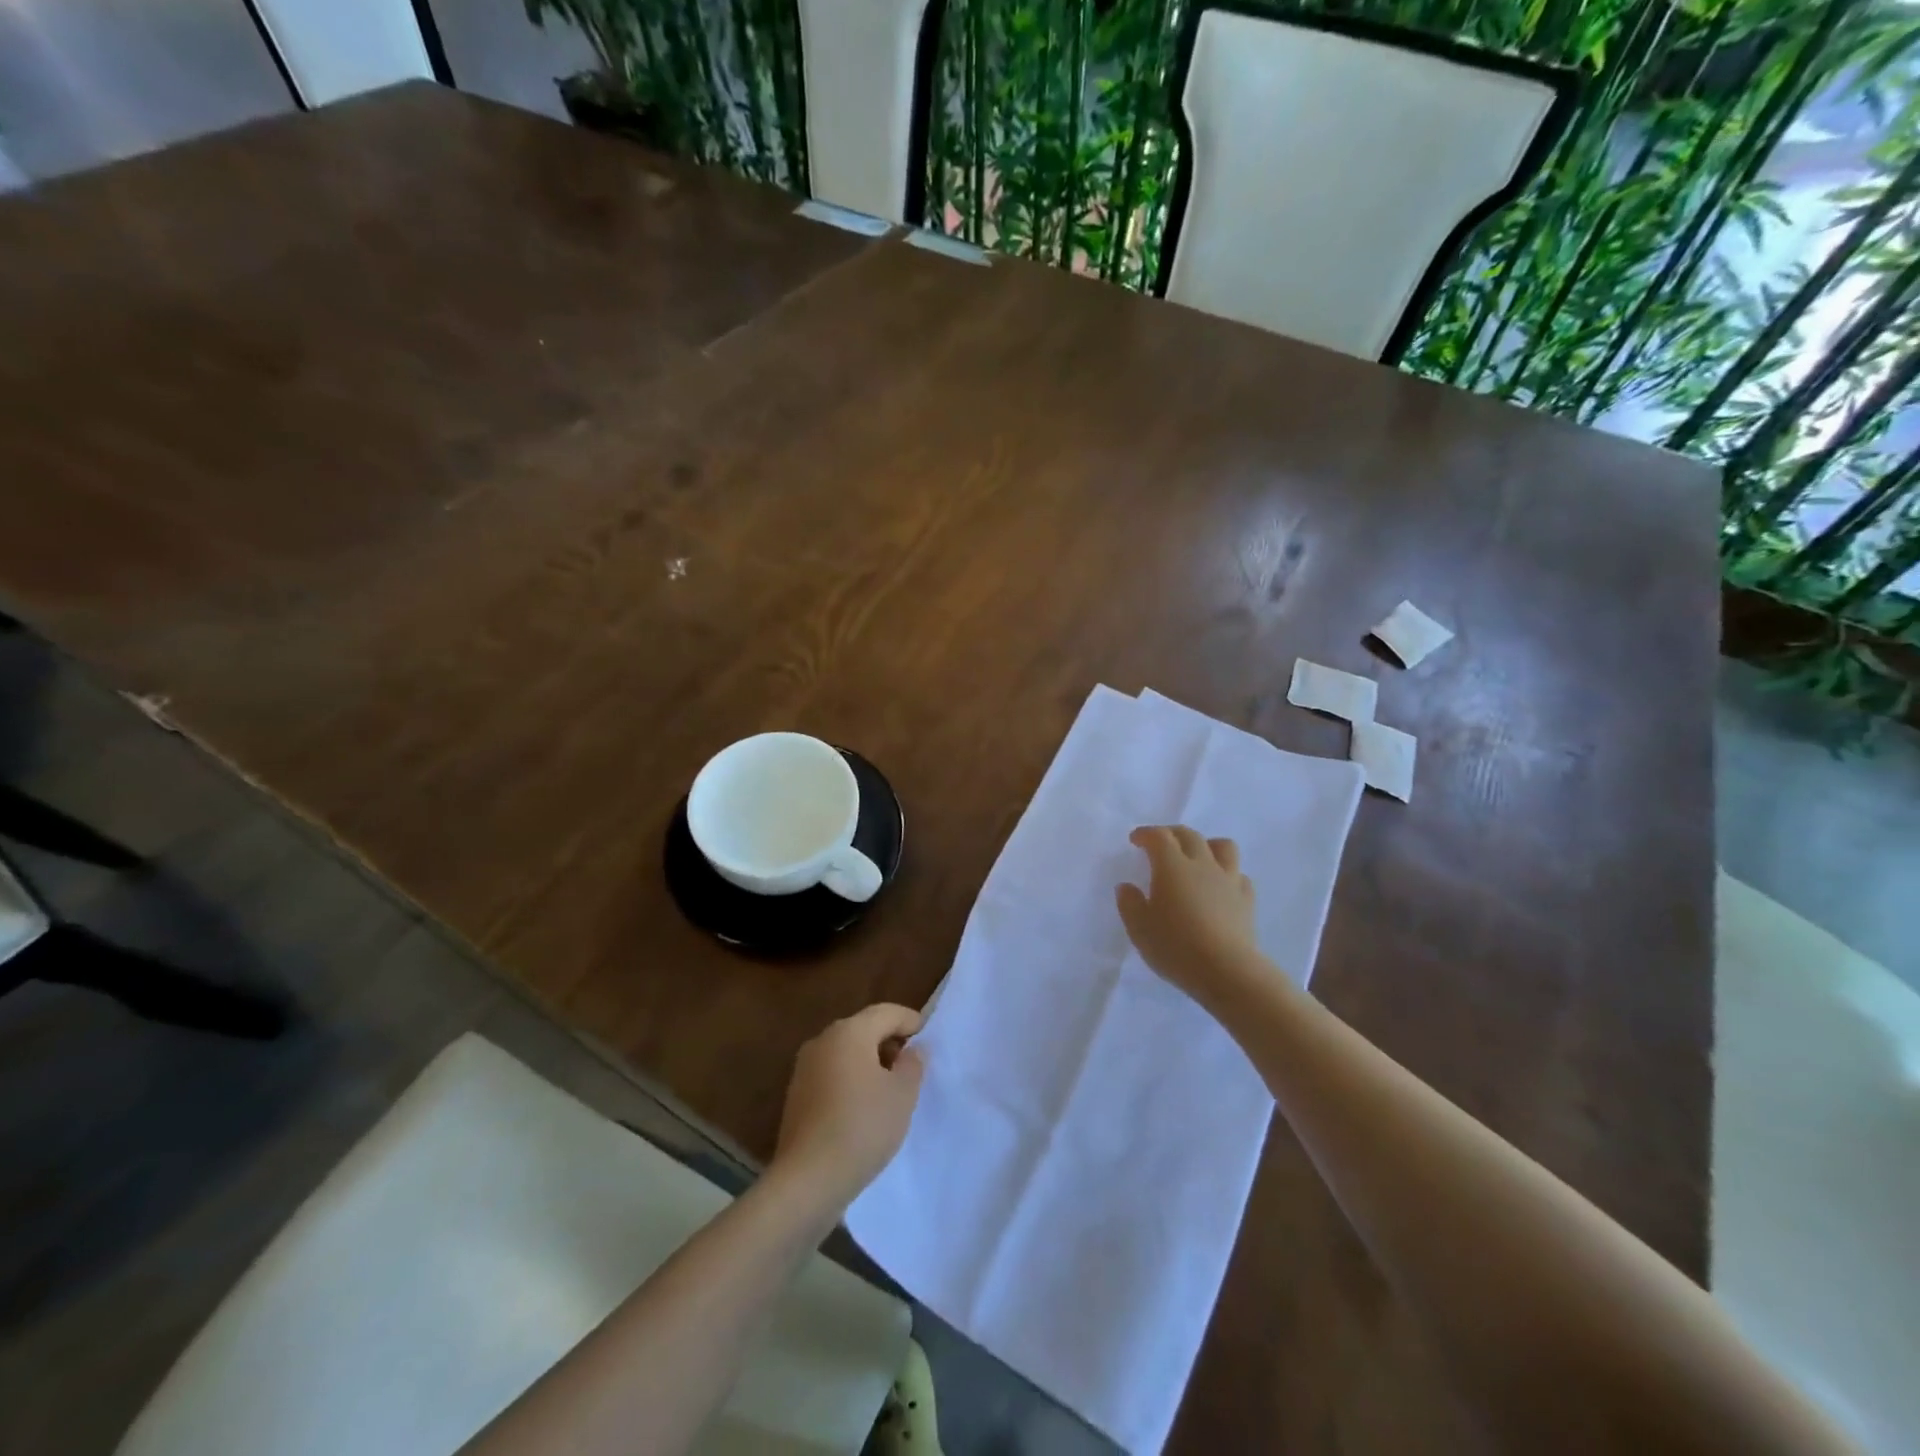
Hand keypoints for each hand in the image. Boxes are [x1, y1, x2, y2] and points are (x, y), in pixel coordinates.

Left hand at [772, 1003, 924, 1212]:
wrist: (808, 1179)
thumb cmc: (863, 1127)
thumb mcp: (902, 1095)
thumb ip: (913, 1065)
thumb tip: (911, 1050)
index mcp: (849, 1032)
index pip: (886, 1013)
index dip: (910, 1021)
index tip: (928, 1038)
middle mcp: (822, 1041)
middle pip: (864, 1029)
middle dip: (890, 1042)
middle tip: (912, 1066)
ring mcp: (804, 1068)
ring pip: (846, 1053)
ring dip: (870, 1063)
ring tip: (891, 1090)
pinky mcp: (797, 1095)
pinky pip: (832, 1074)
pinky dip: (852, 1080)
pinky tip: (865, 1108)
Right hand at [1116, 825, 1267, 1008]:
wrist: (1227, 971)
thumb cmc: (1176, 947)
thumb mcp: (1139, 928)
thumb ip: (1130, 903)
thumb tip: (1127, 887)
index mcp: (1172, 866)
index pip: (1159, 837)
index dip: (1146, 834)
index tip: (1135, 840)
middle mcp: (1202, 865)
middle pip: (1189, 835)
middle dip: (1172, 833)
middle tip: (1160, 843)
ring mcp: (1228, 880)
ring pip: (1222, 846)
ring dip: (1207, 845)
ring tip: (1197, 857)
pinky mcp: (1246, 900)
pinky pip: (1239, 875)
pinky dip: (1227, 874)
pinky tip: (1219, 888)